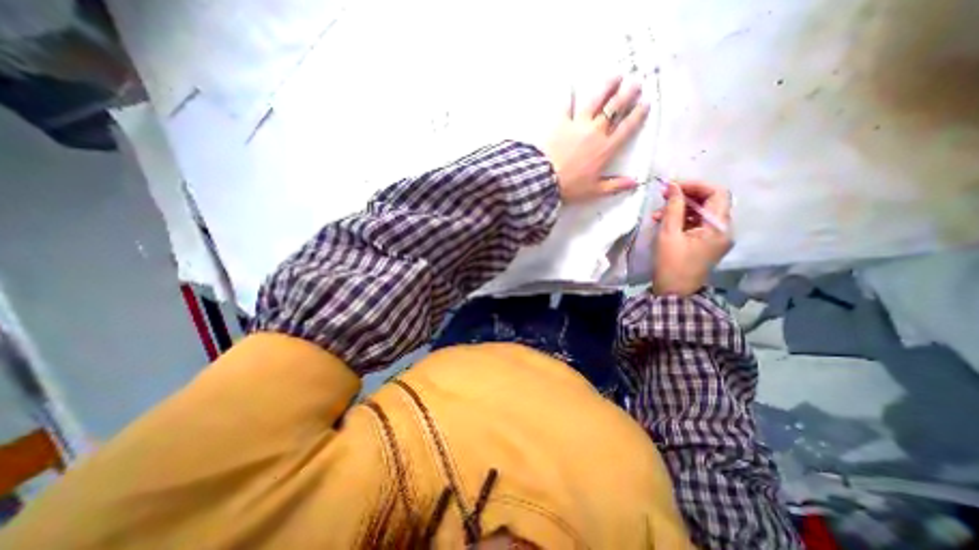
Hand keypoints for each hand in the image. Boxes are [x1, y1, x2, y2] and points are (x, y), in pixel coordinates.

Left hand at [542, 76, 647, 202]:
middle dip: (627, 94)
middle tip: (635, 83)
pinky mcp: (561, 121)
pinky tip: (570, 84)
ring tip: (615, 76)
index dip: (637, 115)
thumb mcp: (594, 190)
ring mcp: (578, 124)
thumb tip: (634, 183)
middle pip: (615, 108)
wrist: (545, 179)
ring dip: (607, 86)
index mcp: (606, 148)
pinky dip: (568, 94)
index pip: (627, 128)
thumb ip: (615, 185)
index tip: (645, 103)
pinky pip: (566, 104)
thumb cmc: (570, 187)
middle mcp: (596, 131)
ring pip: (596, 100)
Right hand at [653, 181, 730, 295]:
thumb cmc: (671, 263)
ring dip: (681, 208)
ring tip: (658, 212)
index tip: (673, 186)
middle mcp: (724, 229)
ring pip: (702, 212)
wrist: (675, 292)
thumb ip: (673, 207)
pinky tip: (664, 221)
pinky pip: (698, 223)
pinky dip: (682, 219)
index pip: (717, 193)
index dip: (696, 185)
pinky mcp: (708, 243)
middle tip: (664, 196)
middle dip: (686, 196)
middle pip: (711, 201)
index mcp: (719, 227)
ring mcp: (717, 237)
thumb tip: (673, 186)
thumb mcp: (669, 234)